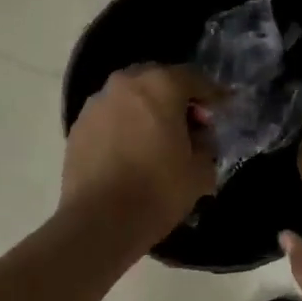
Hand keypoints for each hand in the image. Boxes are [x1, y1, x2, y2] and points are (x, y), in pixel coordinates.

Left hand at [61, 65, 221, 244]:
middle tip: (190, 124)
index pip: (194, 78)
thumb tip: (198, 137)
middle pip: (158, 81)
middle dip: (177, 98)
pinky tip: (132, 152)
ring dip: (148, 111)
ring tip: (159, 140)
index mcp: (160, 86)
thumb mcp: (200, 171)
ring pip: (131, 98)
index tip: (222, 110)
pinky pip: (111, 117)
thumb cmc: (157, 191)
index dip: (212, 94)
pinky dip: (125, 126)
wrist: (98, 222)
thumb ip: (206, 144)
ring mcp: (96, 104)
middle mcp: (125, 84)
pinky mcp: (78, 127)